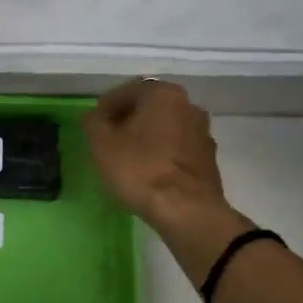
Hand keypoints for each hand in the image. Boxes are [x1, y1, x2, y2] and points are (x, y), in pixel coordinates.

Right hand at [83, 79, 229, 228]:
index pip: (125, 92)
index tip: (93, 128)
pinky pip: (177, 148)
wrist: (187, 210)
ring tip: (128, 159)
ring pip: (165, 128)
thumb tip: (95, 116)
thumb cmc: (140, 169)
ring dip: (146, 138)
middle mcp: (188, 105)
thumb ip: (93, 122)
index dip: (105, 108)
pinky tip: (149, 173)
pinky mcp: (209, 158)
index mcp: (163, 93)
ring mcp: (202, 132)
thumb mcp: (102, 144)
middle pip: (148, 108)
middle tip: (108, 142)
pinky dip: (162, 154)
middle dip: (127, 122)